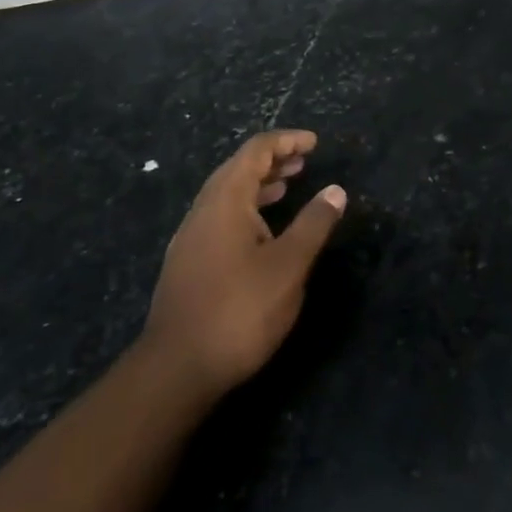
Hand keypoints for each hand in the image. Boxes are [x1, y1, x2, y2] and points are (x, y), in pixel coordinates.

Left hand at [143, 130, 346, 400]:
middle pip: (238, 168)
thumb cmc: (239, 310)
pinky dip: (246, 208)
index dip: (287, 141)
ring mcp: (191, 236)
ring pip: (227, 194)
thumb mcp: (288, 266)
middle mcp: (203, 209)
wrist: (176, 370)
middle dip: (272, 160)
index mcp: (226, 199)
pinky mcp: (187, 262)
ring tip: (286, 188)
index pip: (256, 150)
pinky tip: (261, 232)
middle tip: (303, 162)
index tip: (314, 143)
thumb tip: (336, 190)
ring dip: (258, 184)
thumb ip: (313, 224)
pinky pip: (220, 216)